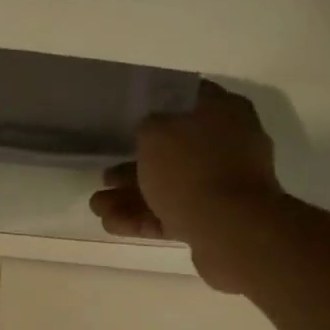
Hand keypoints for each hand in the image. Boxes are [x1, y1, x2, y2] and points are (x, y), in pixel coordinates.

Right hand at [90, 81, 284, 293]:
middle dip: (134, 166)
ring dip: (132, 196)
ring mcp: (223, 185)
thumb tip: (148, 132)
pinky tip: (111, 224)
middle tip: (106, 176)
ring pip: (170, 186)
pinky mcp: (215, 220)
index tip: (128, 120)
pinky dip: (144, 218)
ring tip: (98, 206)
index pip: (186, 99)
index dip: (155, 107)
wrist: (231, 230)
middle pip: (174, 151)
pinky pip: (174, 214)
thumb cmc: (192, 169)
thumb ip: (146, 127)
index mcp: (223, 112)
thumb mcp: (155, 133)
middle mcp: (228, 145)